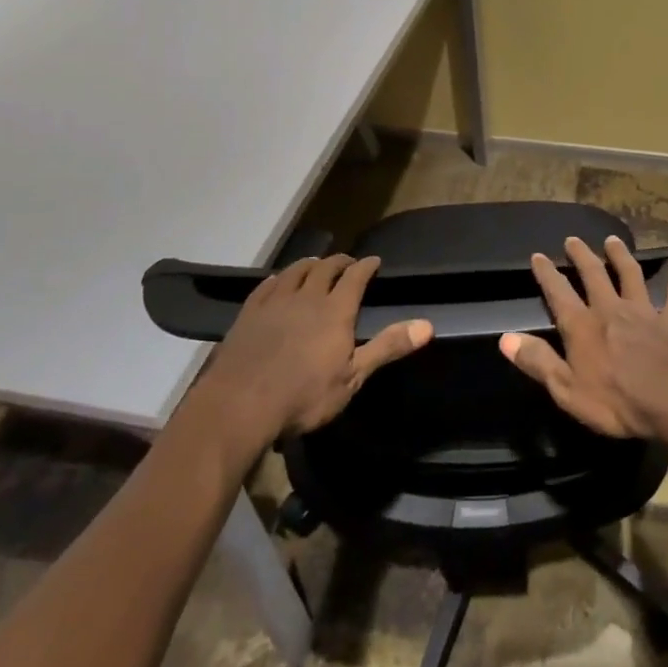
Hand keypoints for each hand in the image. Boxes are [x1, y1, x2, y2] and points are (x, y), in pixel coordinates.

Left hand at [200, 254, 431, 438]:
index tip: (374, 261)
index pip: (356, 277)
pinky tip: (278, 281)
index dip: (366, 266)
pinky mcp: (249, 313)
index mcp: (335, 310)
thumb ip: (388, 347)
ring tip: (315, 265)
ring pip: (295, 271)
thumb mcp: (353, 377)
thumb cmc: (304, 395)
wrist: (240, 405)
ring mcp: (275, 302)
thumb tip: (428, 325)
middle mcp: (307, 297)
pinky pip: (267, 285)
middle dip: (339, 261)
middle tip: (347, 262)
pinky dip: (279, 278)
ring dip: (309, 264)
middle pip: (325, 268)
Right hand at [502, 235, 667, 446]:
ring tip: (613, 240)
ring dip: (621, 256)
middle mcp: (611, 309)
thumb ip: (537, 361)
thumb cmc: (617, 402)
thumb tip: (505, 338)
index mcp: (583, 326)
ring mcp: (644, 312)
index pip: (558, 293)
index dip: (546, 274)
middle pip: (594, 275)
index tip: (538, 256)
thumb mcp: (567, 390)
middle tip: (573, 239)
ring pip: (631, 275)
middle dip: (582, 256)